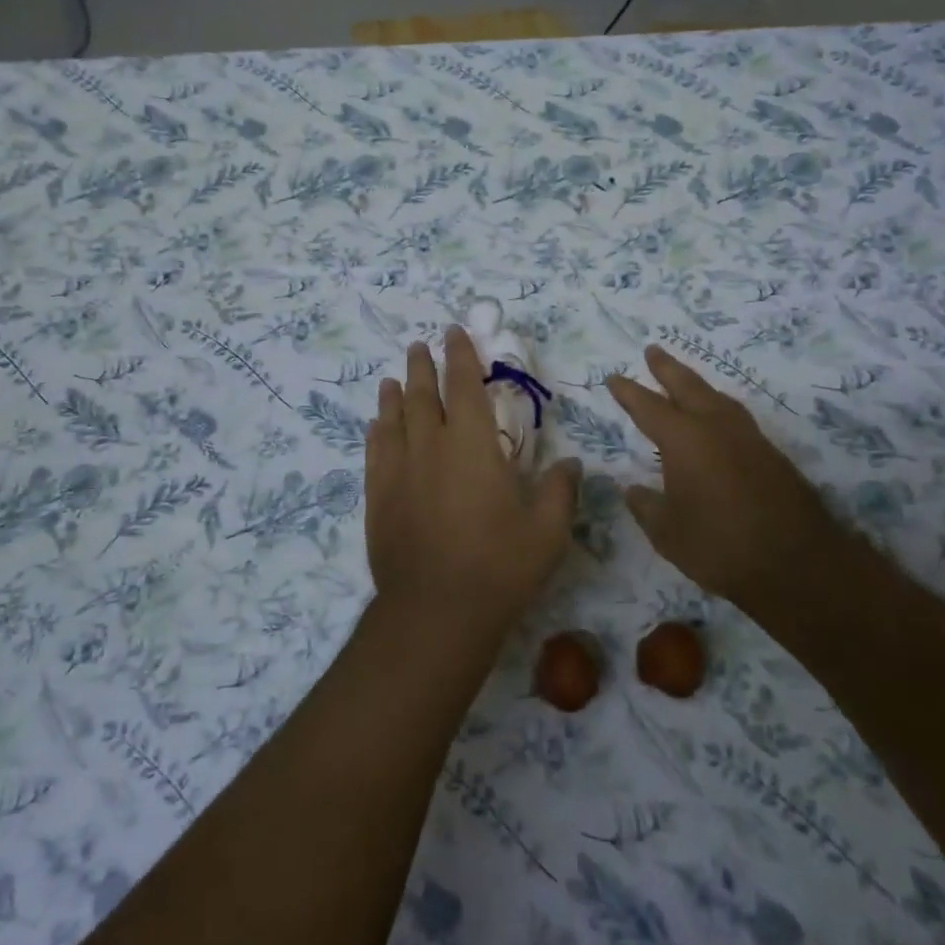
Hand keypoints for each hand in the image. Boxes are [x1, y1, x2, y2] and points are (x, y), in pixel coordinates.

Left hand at [366, 327, 580, 633]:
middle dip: (422, 366)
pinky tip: (377, 425)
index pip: (463, 385)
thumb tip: (570, 463)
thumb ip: (561, 490)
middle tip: (420, 346)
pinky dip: (377, 431)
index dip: (460, 355)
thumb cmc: (499, 567)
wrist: (435, 612)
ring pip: (394, 418)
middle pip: (422, 394)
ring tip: (392, 378)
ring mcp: (399, 470)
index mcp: (473, 445)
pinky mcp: (378, 496)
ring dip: (395, 394)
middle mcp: (431, 446)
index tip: (454, 332)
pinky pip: (375, 451)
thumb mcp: (548, 532)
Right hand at [608, 344, 836, 603]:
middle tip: (652, 350)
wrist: (798, 564)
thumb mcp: (668, 533)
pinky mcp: (771, 454)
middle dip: (666, 368)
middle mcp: (716, 427)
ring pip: (717, 397)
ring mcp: (749, 437)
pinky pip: (736, 417)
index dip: (628, 392)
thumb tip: (632, 489)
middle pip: (687, 386)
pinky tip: (717, 420)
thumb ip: (646, 507)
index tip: (613, 378)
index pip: (648, 406)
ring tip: (684, 380)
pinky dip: (718, 407)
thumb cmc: (720, 546)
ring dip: (696, 384)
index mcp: (684, 439)